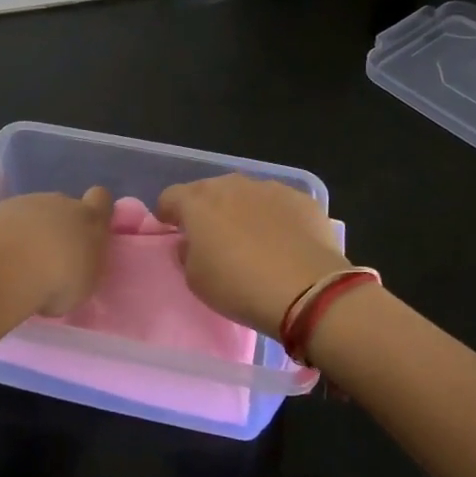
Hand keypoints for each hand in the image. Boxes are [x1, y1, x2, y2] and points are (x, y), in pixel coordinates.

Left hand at [0, 187, 113, 315]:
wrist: (7, 267)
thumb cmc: (58, 279)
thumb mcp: (85, 284)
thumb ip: (84, 267)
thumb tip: (75, 266)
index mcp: (89, 218)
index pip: (101, 199)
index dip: (96, 211)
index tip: (89, 233)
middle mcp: (59, 203)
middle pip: (64, 207)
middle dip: (59, 227)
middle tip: (51, 259)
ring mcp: (25, 203)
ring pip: (33, 213)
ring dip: (30, 232)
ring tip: (20, 264)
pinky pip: (7, 222)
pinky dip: (6, 236)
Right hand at [156, 175, 352, 336]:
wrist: (307, 291)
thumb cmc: (239, 287)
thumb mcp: (195, 280)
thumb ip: (187, 253)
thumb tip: (192, 242)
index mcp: (197, 203)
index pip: (170, 197)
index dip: (168, 213)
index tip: (173, 231)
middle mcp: (231, 185)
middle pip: (208, 190)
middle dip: (206, 209)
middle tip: (213, 238)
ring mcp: (269, 189)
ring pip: (245, 194)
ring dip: (241, 210)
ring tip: (252, 240)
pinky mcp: (302, 199)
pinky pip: (278, 204)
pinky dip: (275, 217)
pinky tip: (284, 243)